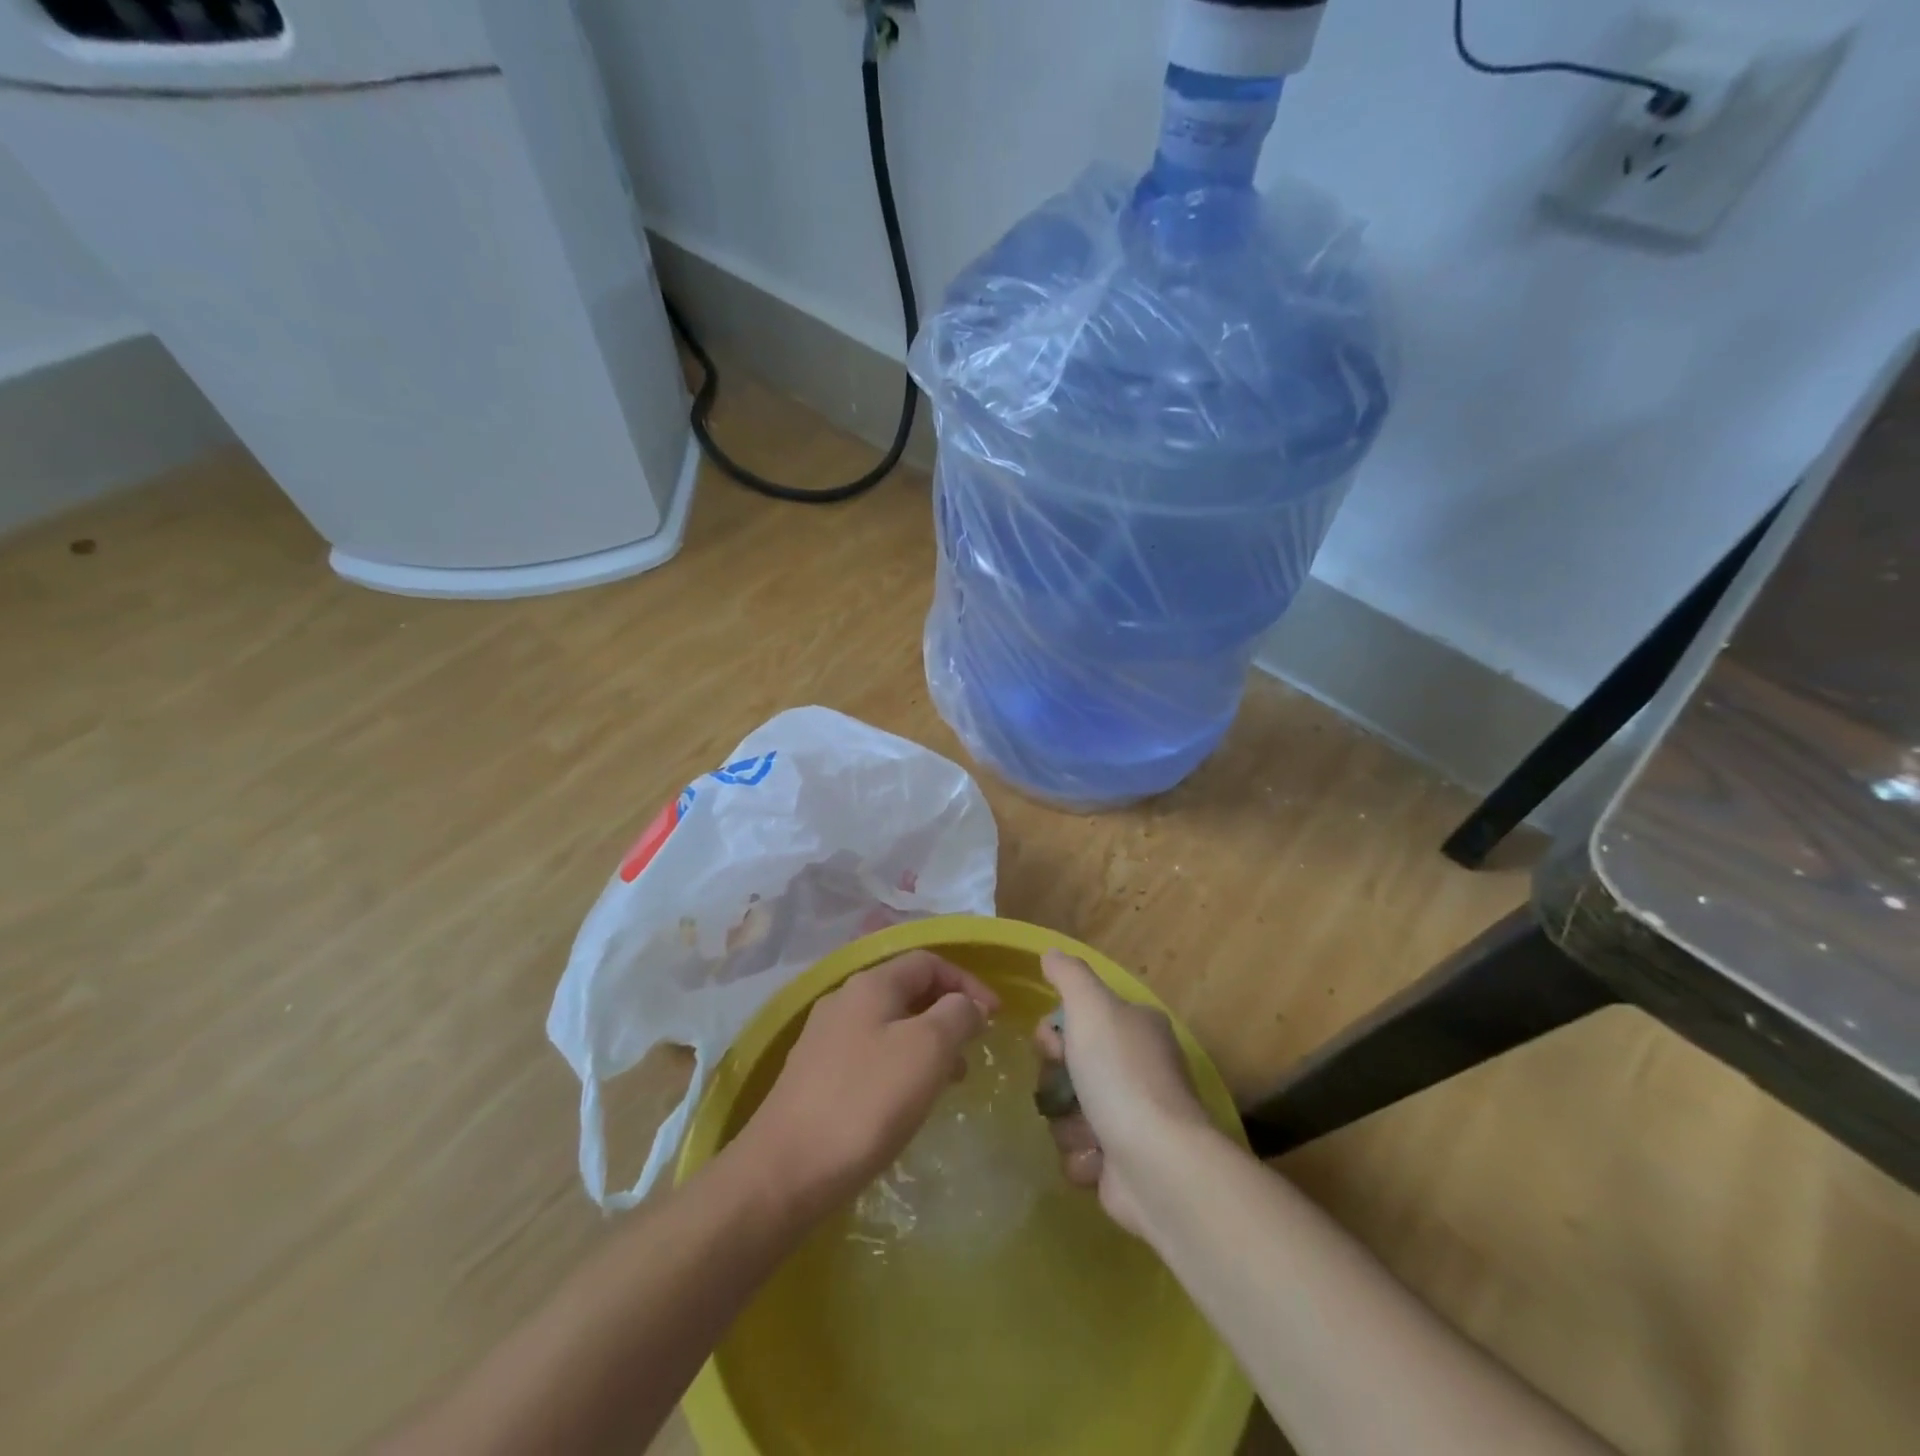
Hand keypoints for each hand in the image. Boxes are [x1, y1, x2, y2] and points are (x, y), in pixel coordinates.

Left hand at [737, 950, 998, 1215]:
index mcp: (870, 984)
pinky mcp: (813, 1076)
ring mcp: (823, 1038)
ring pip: (889, 1025)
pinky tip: (907, 1101)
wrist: (784, 1171)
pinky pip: (870, 1054)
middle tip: (974, 1049)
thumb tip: (967, 1004)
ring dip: (926, 1042)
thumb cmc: (865, 1102)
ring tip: (950, 1081)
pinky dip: (900, 1065)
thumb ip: (956, 1015)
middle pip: (907, 990)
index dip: (966, 982)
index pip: (928, 962)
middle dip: (947, 1013)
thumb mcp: (927, 1049)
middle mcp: (843, 1000)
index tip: (995, 1017)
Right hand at [1035, 950, 1212, 1235]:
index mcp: (1137, 1028)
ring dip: (1069, 1124)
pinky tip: (1098, 1160)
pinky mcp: (1123, 1164)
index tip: (1053, 1046)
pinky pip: (1080, 1154)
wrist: (1158, 1164)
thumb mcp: (1092, 1007)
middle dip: (1057, 1082)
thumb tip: (1050, 953)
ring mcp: (1132, 1118)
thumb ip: (1069, 975)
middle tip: (1068, 1091)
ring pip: (1069, 1112)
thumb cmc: (1122, 1075)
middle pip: (1068, 1067)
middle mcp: (1137, 1069)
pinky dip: (1082, 1158)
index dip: (1055, 1033)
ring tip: (1089, 1133)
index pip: (1079, 1019)